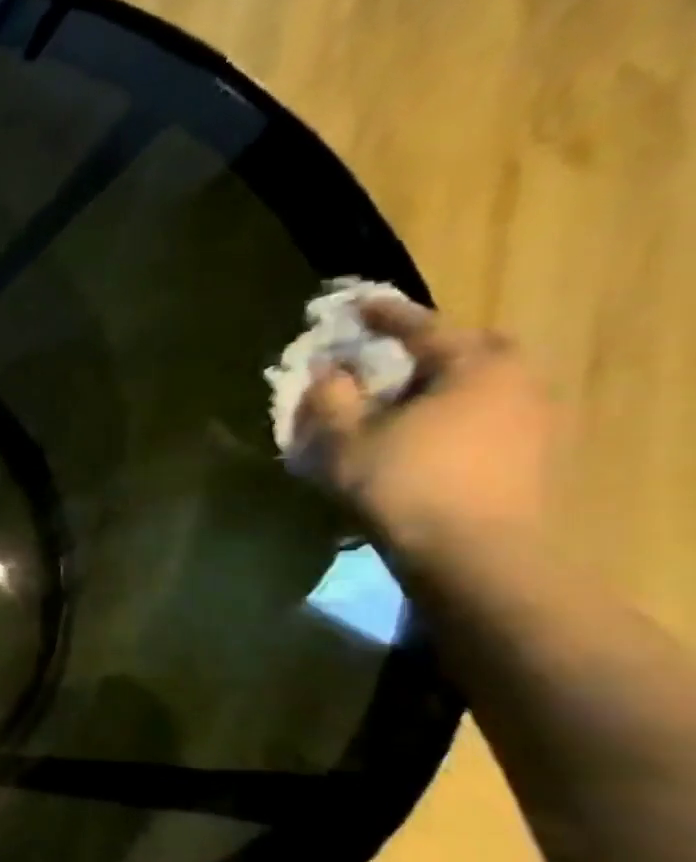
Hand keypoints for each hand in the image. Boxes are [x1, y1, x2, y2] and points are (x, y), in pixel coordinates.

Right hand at [297, 296, 551, 561]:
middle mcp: (518, 380)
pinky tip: (429, 437)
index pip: (423, 327)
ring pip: (483, 386)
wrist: (474, 554)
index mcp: (474, 365)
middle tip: (389, 359)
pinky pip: (490, 417)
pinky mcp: (536, 456)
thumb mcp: (347, 440)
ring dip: (444, 387)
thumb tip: (326, 372)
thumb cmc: (405, 485)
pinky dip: (458, 416)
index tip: (357, 306)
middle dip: (429, 350)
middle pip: (470, 350)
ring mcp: (535, 419)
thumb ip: (332, 399)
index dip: (384, 316)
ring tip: (404, 403)